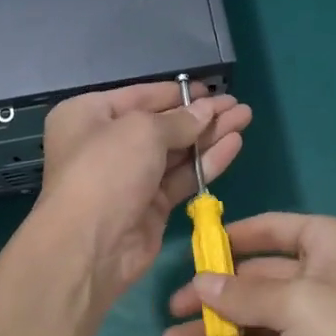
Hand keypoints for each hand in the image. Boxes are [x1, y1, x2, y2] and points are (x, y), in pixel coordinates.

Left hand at [35, 82, 251, 309]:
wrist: (90, 246)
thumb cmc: (106, 171)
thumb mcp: (142, 131)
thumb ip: (179, 120)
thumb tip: (206, 110)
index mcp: (89, 115)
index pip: (140, 96)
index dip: (176, 93)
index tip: (210, 89)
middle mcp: (107, 143)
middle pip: (161, 124)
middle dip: (200, 114)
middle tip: (237, 105)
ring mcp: (130, 177)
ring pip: (176, 151)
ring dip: (209, 135)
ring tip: (245, 117)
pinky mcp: (150, 206)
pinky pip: (182, 177)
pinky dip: (207, 161)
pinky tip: (234, 144)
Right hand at [162, 213, 335, 335]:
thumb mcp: (299, 304)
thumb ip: (244, 295)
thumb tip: (200, 284)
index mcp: (324, 244)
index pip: (270, 229)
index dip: (231, 237)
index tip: (192, 250)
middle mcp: (316, 277)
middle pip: (254, 278)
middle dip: (213, 293)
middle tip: (171, 309)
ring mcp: (311, 323)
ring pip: (253, 318)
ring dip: (215, 329)